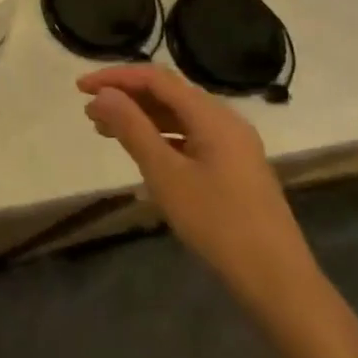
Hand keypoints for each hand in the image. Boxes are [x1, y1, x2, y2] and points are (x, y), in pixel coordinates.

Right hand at [77, 66, 328, 329]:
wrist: (277, 279)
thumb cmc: (217, 222)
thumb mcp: (166, 174)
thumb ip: (132, 128)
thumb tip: (103, 94)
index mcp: (212, 115)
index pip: (155, 78)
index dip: (115, 78)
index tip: (80, 88)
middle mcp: (225, 120)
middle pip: (168, 93)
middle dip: (126, 97)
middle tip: (89, 112)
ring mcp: (233, 144)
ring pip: (179, 116)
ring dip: (141, 117)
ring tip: (105, 130)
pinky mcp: (234, 167)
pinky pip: (190, 136)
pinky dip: (160, 136)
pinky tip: (142, 152)